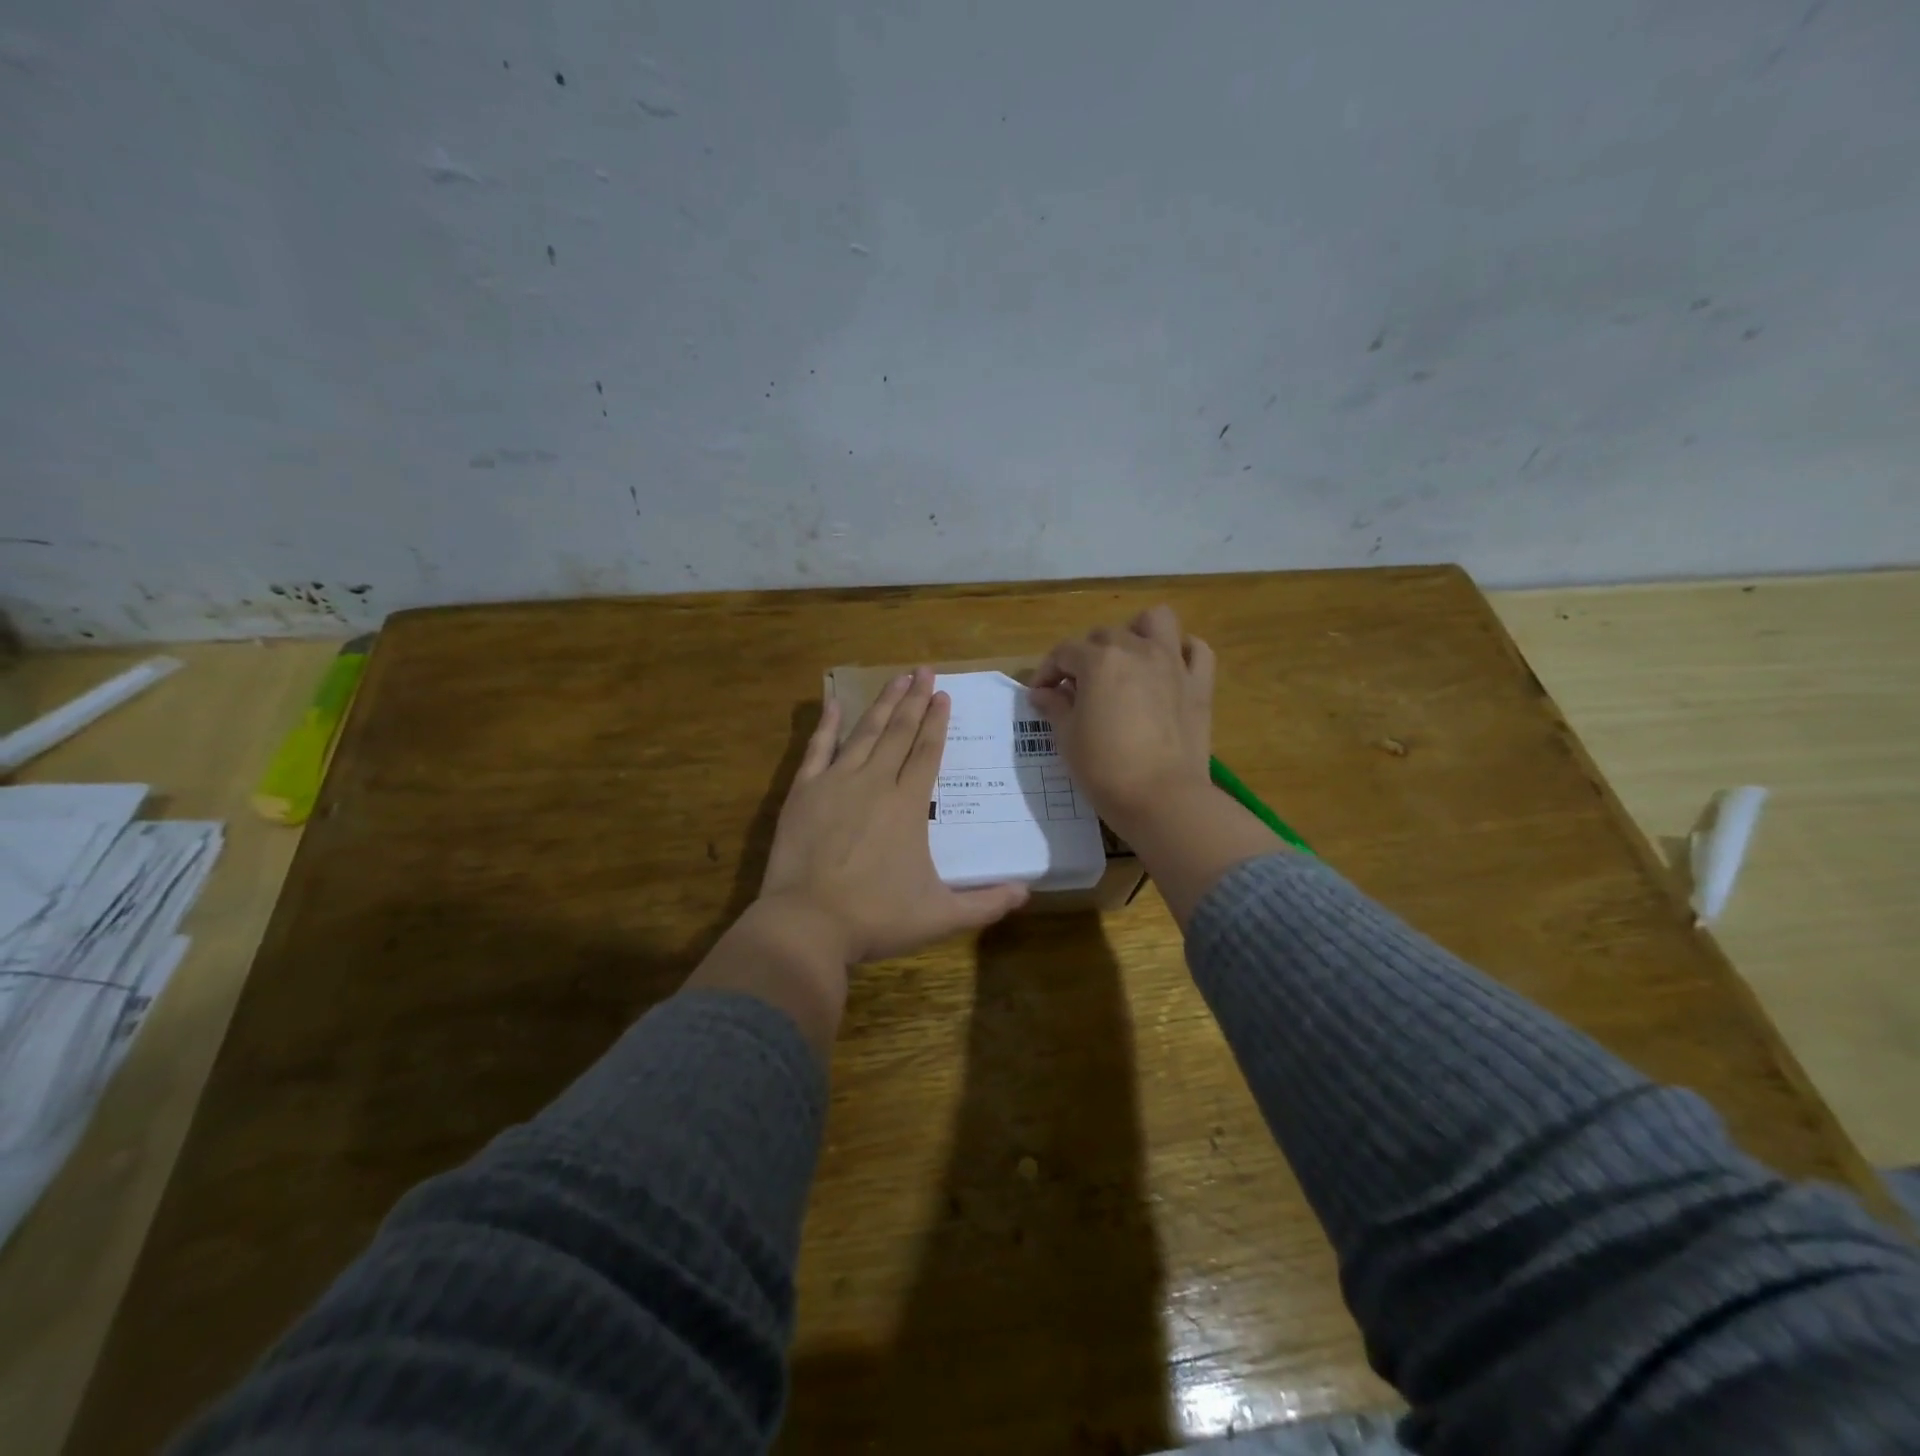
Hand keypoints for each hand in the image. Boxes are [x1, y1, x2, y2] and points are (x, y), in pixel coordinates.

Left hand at [758, 667, 1029, 963]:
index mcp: (908, 805)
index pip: (927, 752)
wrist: (807, 923)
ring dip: (882, 704)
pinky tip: (832, 703)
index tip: (943, 695)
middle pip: (899, 732)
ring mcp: (836, 783)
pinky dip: (826, 725)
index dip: (936, 722)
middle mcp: (875, 782)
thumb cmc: (875, 917)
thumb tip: (1027, 893)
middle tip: (923, 671)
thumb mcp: (939, 916)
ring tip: (896, 678)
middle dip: (913, 700)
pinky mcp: (804, 792)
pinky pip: (817, 749)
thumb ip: (985, 904)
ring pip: (864, 733)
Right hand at [1030, 605, 1215, 835]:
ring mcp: (1173, 664)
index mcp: (1100, 661)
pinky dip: (1181, 652)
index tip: (1040, 695)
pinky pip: (1196, 650)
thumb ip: (1055, 707)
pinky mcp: (1200, 685)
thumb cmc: (1105, 768)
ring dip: (1136, 632)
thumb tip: (1042, 693)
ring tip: (1125, 660)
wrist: (1162, 799)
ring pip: (1156, 621)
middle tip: (1078, 689)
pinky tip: (1167, 670)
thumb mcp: (1068, 738)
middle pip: (1105, 635)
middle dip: (1085, 656)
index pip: (1064, 652)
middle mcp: (1137, 650)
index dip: (1047, 671)